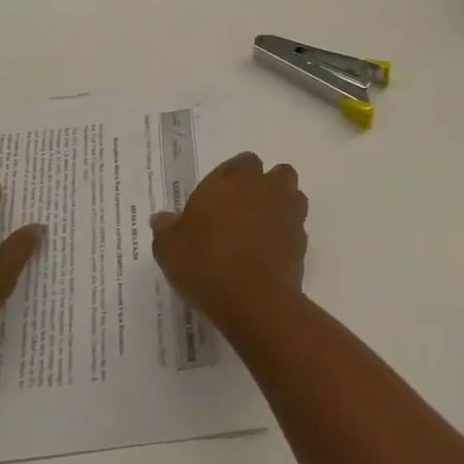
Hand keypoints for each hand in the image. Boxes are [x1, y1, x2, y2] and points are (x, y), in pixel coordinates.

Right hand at [151, 152, 306, 332]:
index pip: (243, 162)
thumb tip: (161, 219)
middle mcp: (264, 188)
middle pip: (277, 173)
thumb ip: (166, 229)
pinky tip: (270, 255)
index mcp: (232, 179)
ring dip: (282, 206)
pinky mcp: (302, 243)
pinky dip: (287, 236)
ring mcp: (287, 214)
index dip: (234, 177)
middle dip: (266, 186)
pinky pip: (297, 229)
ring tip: (263, 229)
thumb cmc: (206, 264)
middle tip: (245, 210)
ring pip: (293, 196)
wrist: (253, 301)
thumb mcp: (170, 249)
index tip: (220, 198)